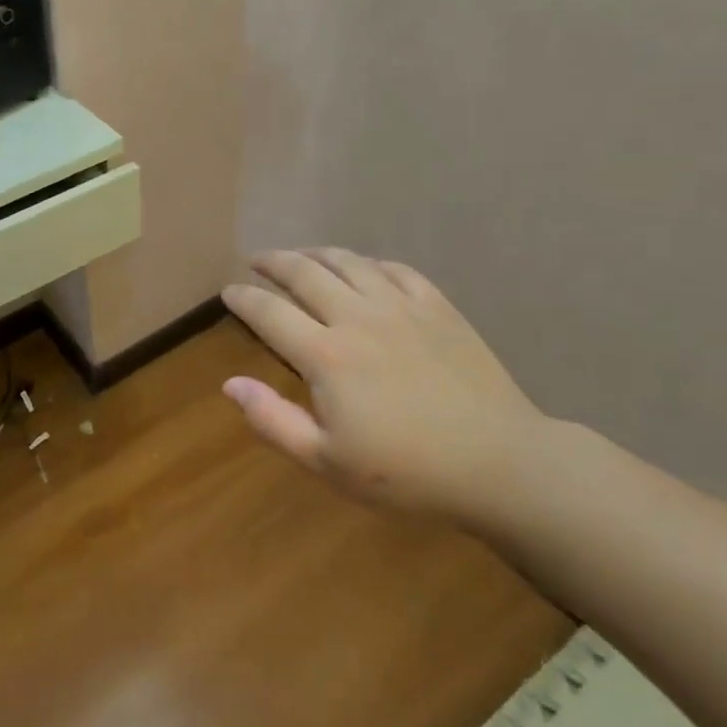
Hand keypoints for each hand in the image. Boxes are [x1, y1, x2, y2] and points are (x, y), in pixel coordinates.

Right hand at [221, 248, 565, 524]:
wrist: (499, 462)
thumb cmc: (406, 472)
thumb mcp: (326, 462)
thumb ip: (273, 421)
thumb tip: (230, 384)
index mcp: (325, 355)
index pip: (269, 312)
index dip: (243, 298)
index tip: (228, 292)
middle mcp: (357, 316)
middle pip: (304, 272)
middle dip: (273, 262)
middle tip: (257, 261)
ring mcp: (401, 306)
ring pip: (348, 261)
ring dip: (316, 254)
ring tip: (301, 256)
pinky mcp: (437, 306)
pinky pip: (394, 269)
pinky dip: (368, 263)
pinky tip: (363, 269)